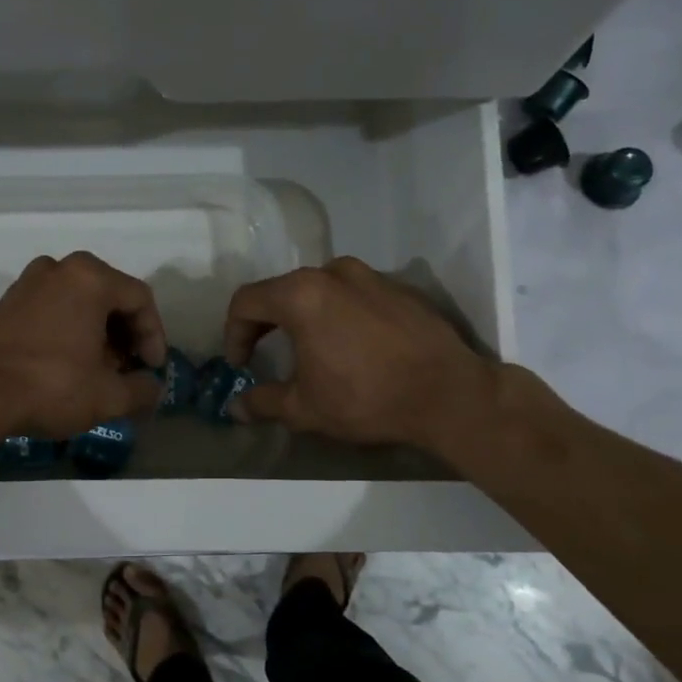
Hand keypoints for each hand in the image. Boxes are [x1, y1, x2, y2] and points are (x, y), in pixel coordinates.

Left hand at [0, 251, 166, 441]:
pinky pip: (52, 309)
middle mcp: (59, 269)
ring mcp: (27, 283)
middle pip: (109, 296)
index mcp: (90, 279)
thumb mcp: (108, 397)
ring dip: (96, 333)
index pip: (140, 299)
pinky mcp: (5, 304)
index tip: (153, 369)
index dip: (154, 335)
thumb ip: (142, 390)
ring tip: (98, 369)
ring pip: (78, 302)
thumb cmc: (49, 386)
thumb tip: (151, 389)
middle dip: (125, 334)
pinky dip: (68, 330)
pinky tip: (67, 365)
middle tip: (127, 368)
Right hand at [222, 257, 500, 454]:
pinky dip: (339, 314)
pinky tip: (351, 346)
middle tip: (264, 354)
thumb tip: (235, 408)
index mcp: (301, 295)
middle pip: (282, 290)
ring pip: (319, 289)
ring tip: (309, 350)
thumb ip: (263, 402)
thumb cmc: (367, 399)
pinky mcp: (399, 287)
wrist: (449, 395)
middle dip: (266, 323)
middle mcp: (333, 272)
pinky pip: (354, 294)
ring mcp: (370, 275)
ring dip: (303, 316)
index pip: (247, 302)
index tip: (239, 364)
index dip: (233, 333)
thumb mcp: (305, 408)